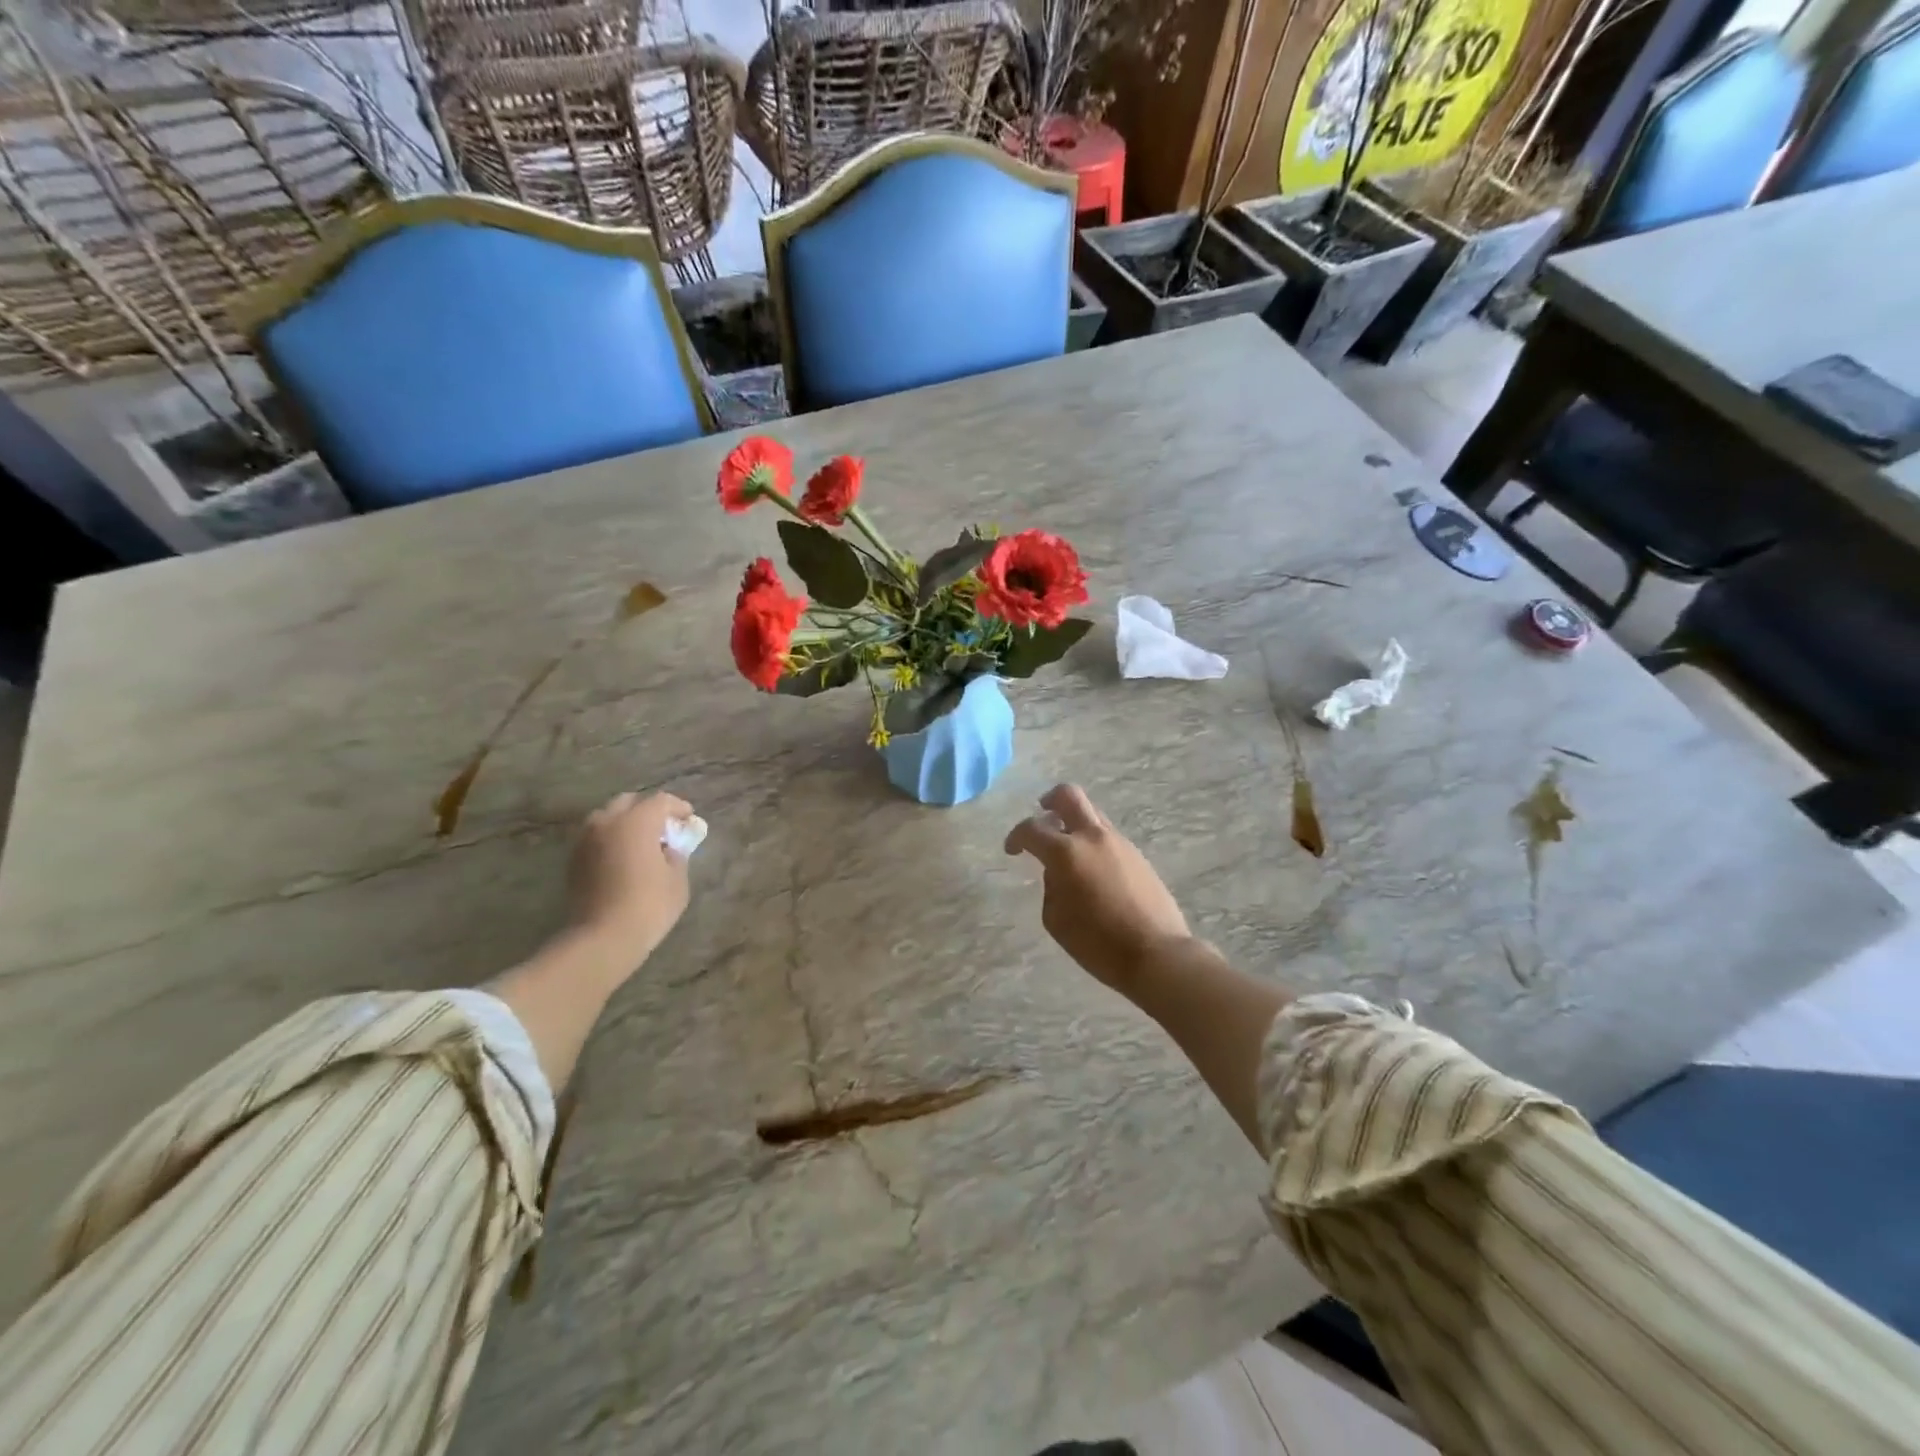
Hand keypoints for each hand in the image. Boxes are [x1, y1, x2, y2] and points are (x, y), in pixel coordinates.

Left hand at [569, 791, 694, 964]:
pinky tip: (623, 859)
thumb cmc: (649, 905)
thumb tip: (670, 848)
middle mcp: (607, 823)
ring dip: (625, 824)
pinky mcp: (573, 861)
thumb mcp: (677, 879)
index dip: (678, 807)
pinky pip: (596, 838)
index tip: (689, 819)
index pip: (660, 801)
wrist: (602, 939)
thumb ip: (676, 855)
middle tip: (663, 828)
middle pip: (628, 802)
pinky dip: (610, 840)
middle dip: (647, 810)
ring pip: (606, 819)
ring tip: (641, 843)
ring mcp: (585, 841)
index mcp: (636, 822)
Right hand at [1004, 784, 1190, 991]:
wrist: (1156, 953)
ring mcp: (1120, 843)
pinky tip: (1092, 872)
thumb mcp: (1056, 920)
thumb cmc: (1097, 943)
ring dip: (1075, 824)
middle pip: (1069, 796)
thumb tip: (1058, 872)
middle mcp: (1093, 837)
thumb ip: (1051, 887)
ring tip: (1068, 852)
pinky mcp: (1138, 856)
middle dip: (1050, 800)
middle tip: (1043, 814)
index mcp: (1066, 853)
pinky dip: (1093, 843)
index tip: (1012, 850)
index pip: (1032, 829)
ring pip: (1092, 815)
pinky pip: (1108, 838)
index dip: (1016, 836)